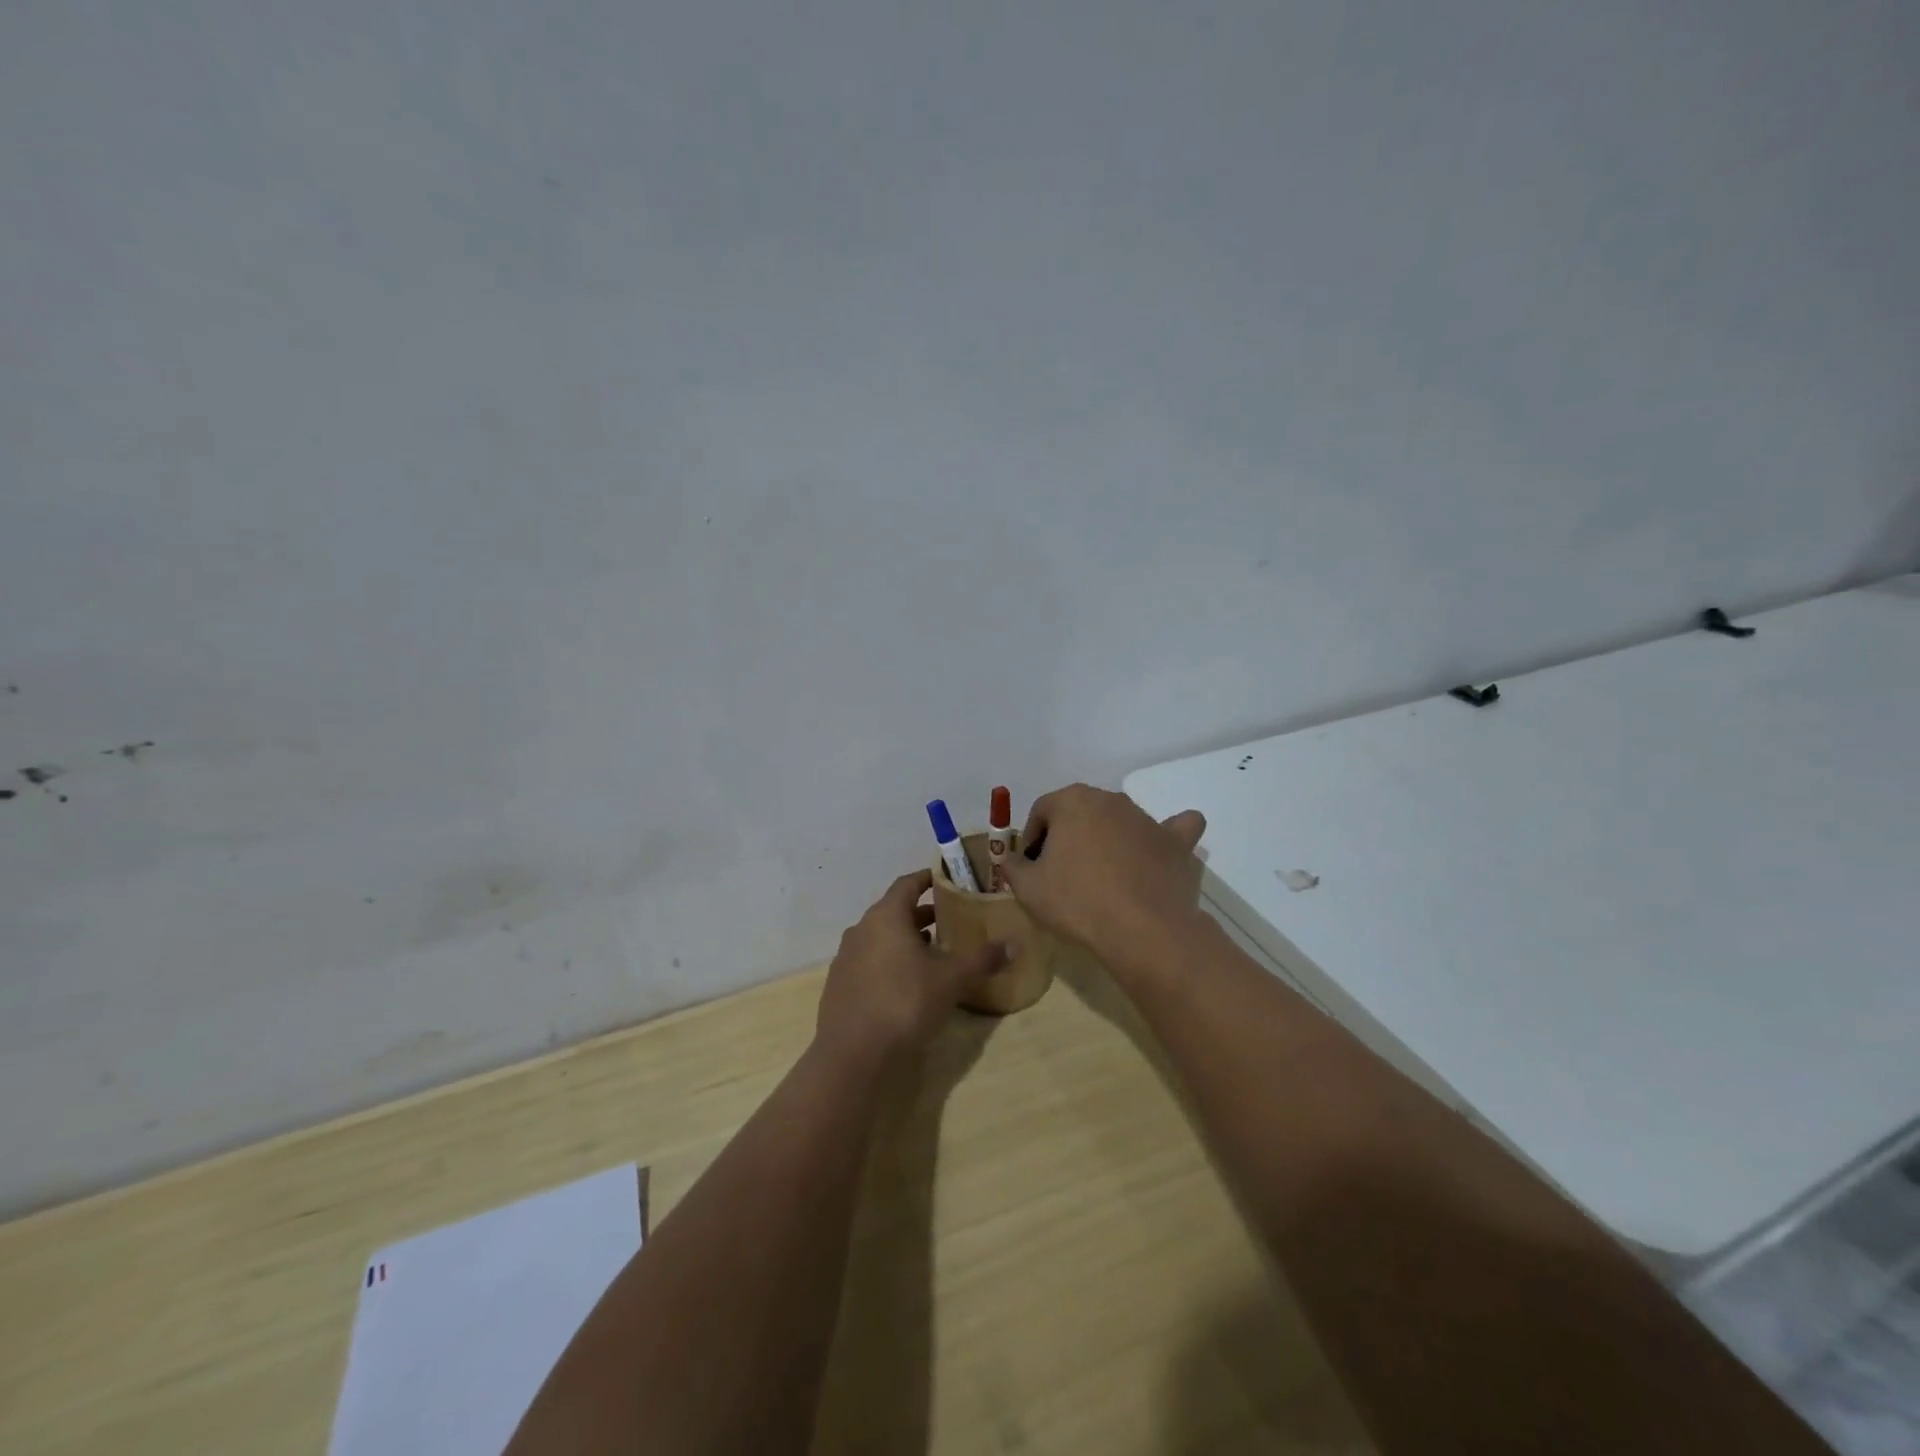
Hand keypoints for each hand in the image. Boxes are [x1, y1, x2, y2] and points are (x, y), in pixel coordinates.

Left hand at [815, 870, 1006, 1066]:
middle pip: (893, 911)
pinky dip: (889, 961)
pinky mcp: (839, 985)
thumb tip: (1014, 944)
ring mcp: (846, 958)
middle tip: (948, 920)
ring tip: (932, 953)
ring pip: (880, 937)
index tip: (945, 880)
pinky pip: (869, 961)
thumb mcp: (951, 980)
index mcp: (886, 917)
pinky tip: (906, 983)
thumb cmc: (905, 1003)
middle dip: (920, 914)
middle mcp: (861, 929)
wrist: (854, 1055)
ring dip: (904, 940)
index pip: (906, 884)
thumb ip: (982, 959)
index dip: (926, 879)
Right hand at [998, 784, 1207, 978]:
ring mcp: (1146, 818)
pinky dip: (1165, 836)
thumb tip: (1012, 859)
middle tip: (1062, 872)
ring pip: (1119, 821)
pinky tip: (1159, 849)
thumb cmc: (1077, 902)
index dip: (1032, 839)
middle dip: (1068, 836)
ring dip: (1107, 840)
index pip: (1041, 811)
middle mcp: (1110, 799)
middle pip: (1080, 812)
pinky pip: (1172, 830)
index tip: (1032, 867)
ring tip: (1103, 877)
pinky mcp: (1176, 842)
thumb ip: (1013, 866)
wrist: (1142, 930)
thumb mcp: (1027, 888)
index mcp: (1072, 801)